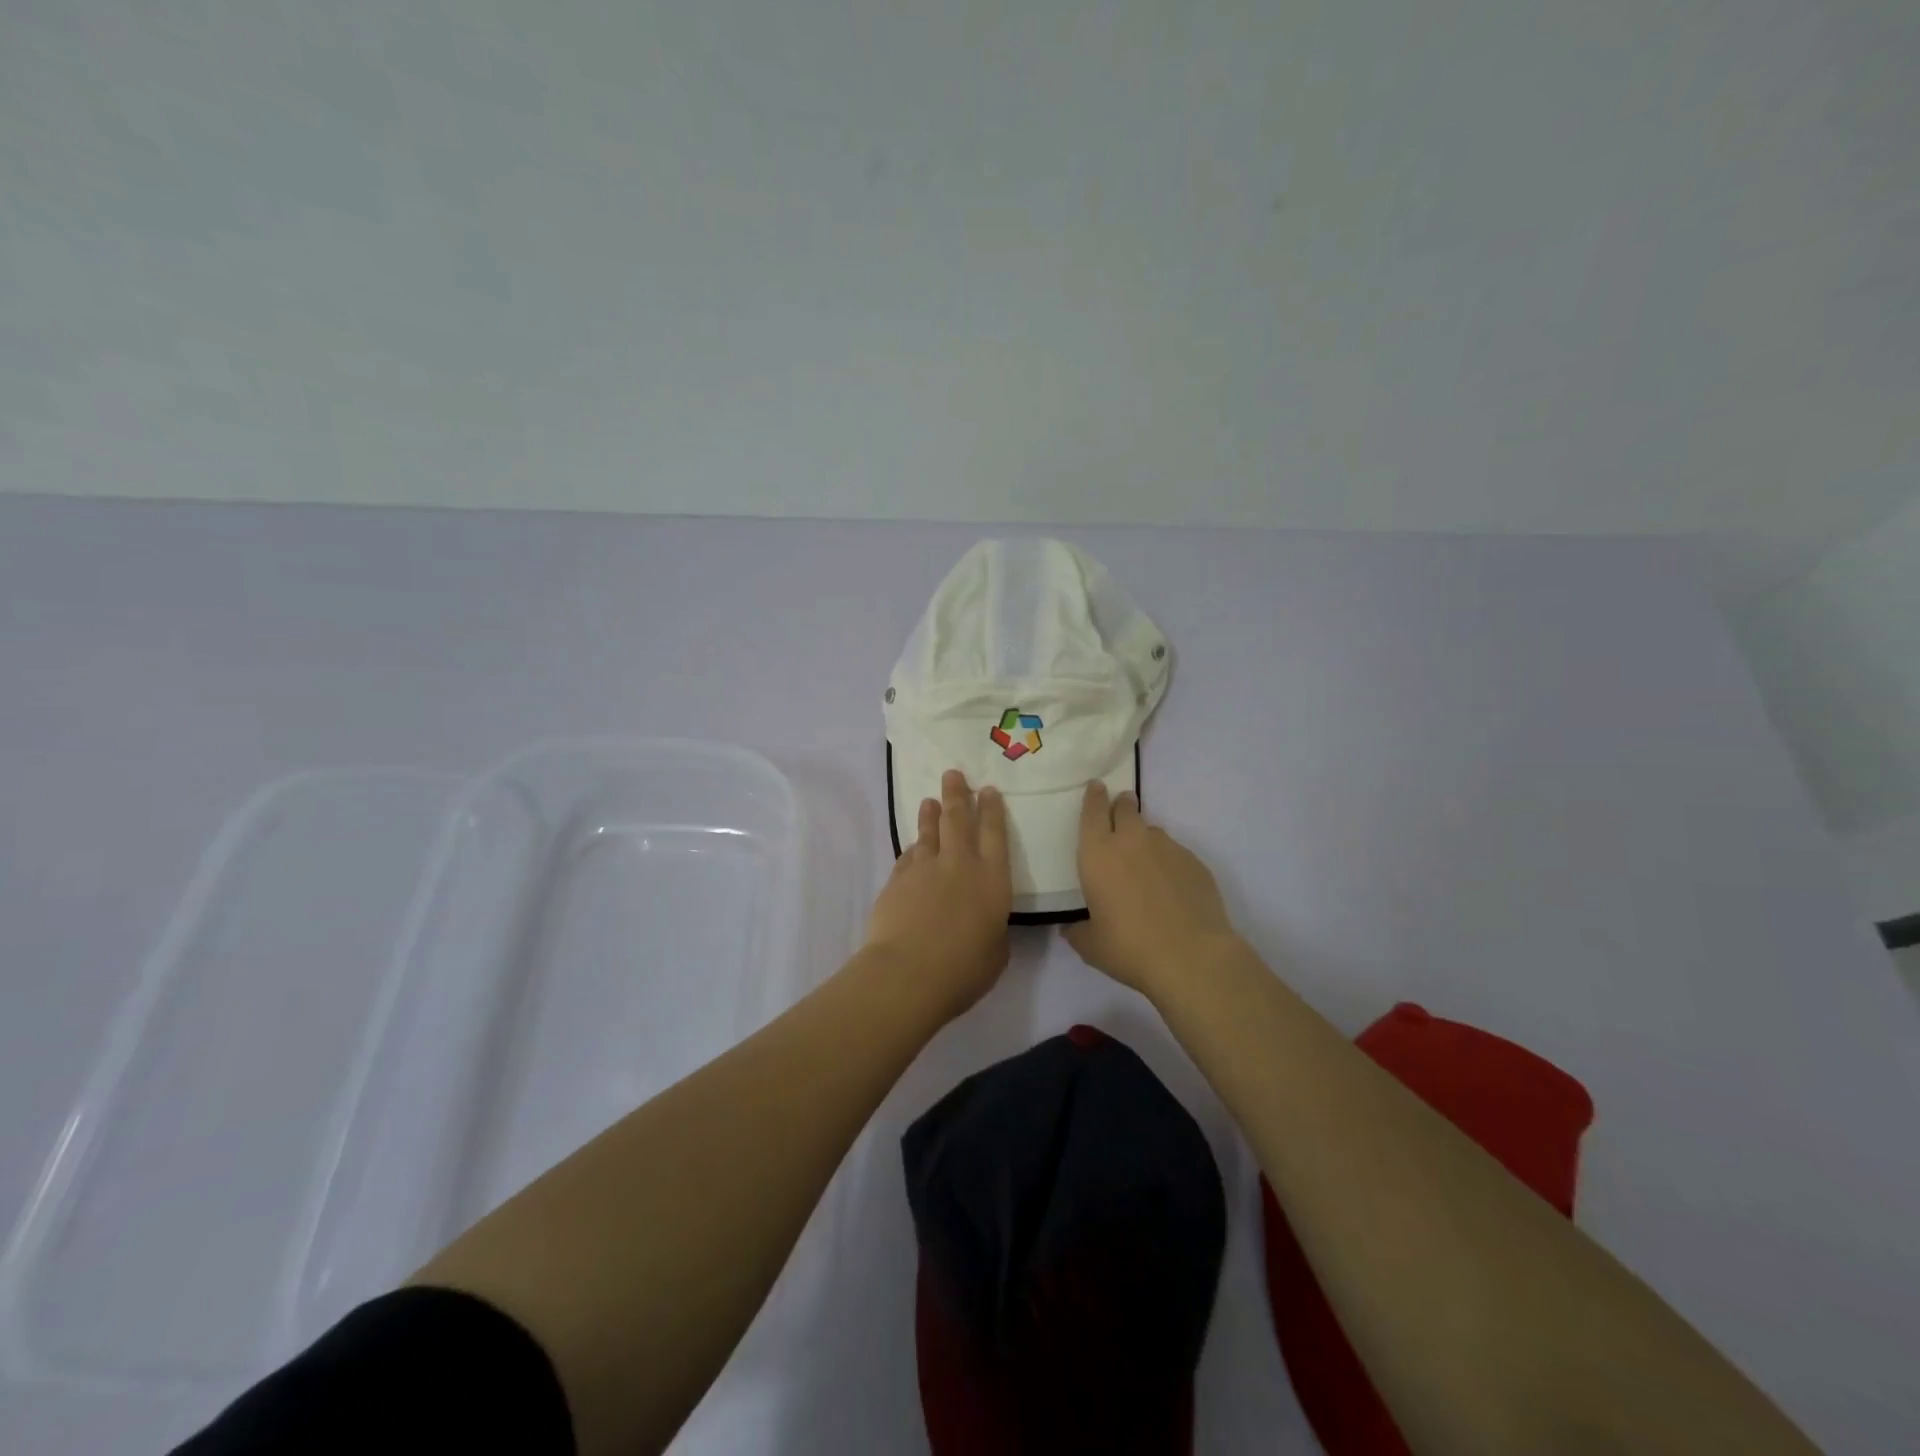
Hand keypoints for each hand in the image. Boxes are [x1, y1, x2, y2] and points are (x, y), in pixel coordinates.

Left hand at [865, 769, 1011, 1017]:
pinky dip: (913, 848)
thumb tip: (986, 922)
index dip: (992, 809)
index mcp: (992, 879)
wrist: (907, 973)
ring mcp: (924, 869)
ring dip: (930, 814)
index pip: (995, 833)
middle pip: (958, 819)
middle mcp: (959, 864)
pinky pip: (908, 856)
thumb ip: (994, 929)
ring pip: (929, 832)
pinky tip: (913, 847)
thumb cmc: (963, 969)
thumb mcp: (996, 952)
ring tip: (930, 800)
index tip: (988, 790)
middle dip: (957, 794)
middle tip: (953, 774)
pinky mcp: (897, 880)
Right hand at [1064, 782, 1238, 999]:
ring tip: (1146, 863)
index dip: (1093, 797)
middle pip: (1125, 808)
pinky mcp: (1195, 862)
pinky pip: (1176, 853)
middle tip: (1121, 810)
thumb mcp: (1091, 946)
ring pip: (1152, 831)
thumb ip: (1078, 931)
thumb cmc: (1129, 948)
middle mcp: (1131, 841)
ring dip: (1145, 838)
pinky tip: (1172, 887)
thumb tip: (1071, 928)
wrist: (1191, 957)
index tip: (1096, 787)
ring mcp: (1167, 848)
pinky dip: (1169, 862)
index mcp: (1098, 854)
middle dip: (1122, 805)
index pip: (1092, 811)